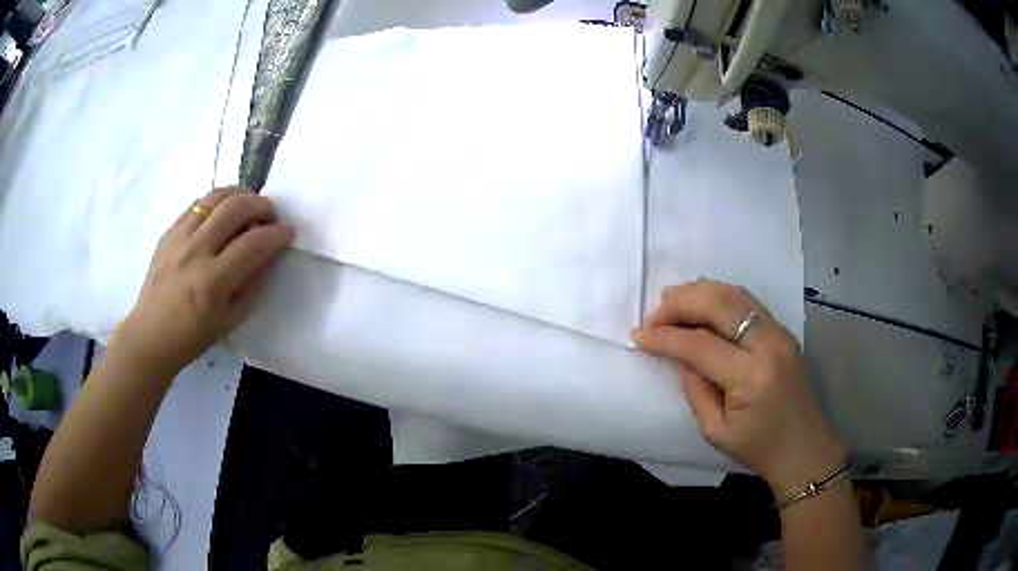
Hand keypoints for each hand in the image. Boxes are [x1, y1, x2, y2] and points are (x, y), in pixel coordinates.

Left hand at [113, 187, 293, 372]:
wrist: (151, 335)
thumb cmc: (193, 336)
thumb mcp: (231, 319)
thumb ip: (254, 283)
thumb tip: (271, 253)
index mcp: (213, 282)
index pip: (254, 242)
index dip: (278, 233)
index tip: (288, 233)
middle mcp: (196, 252)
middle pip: (236, 207)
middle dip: (262, 206)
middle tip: (270, 216)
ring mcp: (179, 237)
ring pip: (216, 196)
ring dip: (240, 195)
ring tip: (249, 206)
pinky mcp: (169, 231)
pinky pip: (198, 203)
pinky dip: (217, 202)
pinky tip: (223, 213)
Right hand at [631, 280, 846, 497]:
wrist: (804, 448)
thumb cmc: (758, 448)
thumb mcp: (715, 431)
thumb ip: (694, 388)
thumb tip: (677, 355)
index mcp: (751, 377)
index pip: (700, 344)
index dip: (666, 337)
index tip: (639, 335)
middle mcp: (769, 344)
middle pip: (721, 304)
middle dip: (682, 302)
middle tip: (655, 312)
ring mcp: (780, 333)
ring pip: (736, 295)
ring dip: (700, 292)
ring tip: (672, 302)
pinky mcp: (783, 331)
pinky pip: (747, 303)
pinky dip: (720, 297)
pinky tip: (702, 304)